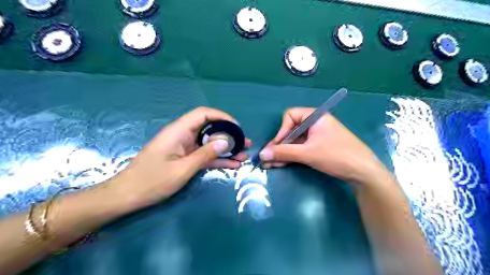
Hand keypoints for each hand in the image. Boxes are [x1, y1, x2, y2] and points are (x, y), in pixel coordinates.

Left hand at [112, 106, 252, 205]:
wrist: (128, 196)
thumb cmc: (152, 181)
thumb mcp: (182, 169)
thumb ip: (205, 154)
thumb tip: (226, 141)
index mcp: (179, 131)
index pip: (203, 114)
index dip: (222, 116)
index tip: (237, 127)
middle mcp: (183, 135)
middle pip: (209, 129)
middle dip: (229, 135)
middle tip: (245, 143)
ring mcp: (184, 148)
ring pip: (209, 143)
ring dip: (226, 149)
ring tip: (244, 155)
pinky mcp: (185, 158)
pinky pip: (204, 156)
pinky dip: (217, 159)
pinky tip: (233, 164)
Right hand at [258, 109, 388, 185]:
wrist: (364, 172)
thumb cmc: (336, 156)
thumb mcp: (307, 153)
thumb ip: (283, 153)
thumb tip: (261, 154)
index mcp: (315, 117)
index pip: (290, 116)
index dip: (281, 130)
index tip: (277, 145)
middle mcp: (315, 124)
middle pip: (291, 130)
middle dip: (279, 145)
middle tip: (267, 158)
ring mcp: (318, 136)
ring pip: (295, 141)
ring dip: (283, 152)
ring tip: (271, 164)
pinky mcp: (319, 147)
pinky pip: (301, 148)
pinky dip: (292, 155)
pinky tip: (282, 164)